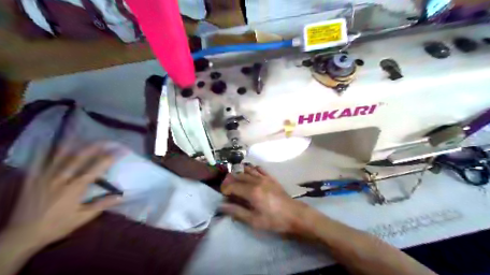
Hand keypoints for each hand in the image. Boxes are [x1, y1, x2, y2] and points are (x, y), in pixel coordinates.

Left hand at [5, 144, 122, 249]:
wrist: (22, 235)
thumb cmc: (56, 226)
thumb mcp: (82, 218)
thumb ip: (102, 205)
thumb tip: (121, 196)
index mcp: (75, 188)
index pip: (97, 167)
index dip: (111, 157)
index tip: (122, 150)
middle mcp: (61, 178)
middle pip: (80, 156)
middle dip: (96, 146)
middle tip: (107, 140)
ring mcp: (44, 177)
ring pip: (59, 155)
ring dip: (73, 144)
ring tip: (82, 135)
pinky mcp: (31, 179)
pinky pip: (36, 161)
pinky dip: (41, 150)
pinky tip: (44, 142)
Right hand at [220, 166, 307, 233]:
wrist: (294, 214)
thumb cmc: (274, 220)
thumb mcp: (254, 220)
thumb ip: (237, 212)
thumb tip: (222, 206)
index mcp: (251, 192)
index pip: (232, 186)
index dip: (225, 190)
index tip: (224, 197)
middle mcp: (256, 181)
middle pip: (238, 176)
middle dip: (230, 182)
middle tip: (228, 192)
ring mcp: (264, 177)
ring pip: (247, 170)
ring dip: (239, 175)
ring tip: (237, 184)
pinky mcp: (270, 177)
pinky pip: (258, 168)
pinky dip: (251, 169)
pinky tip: (250, 175)